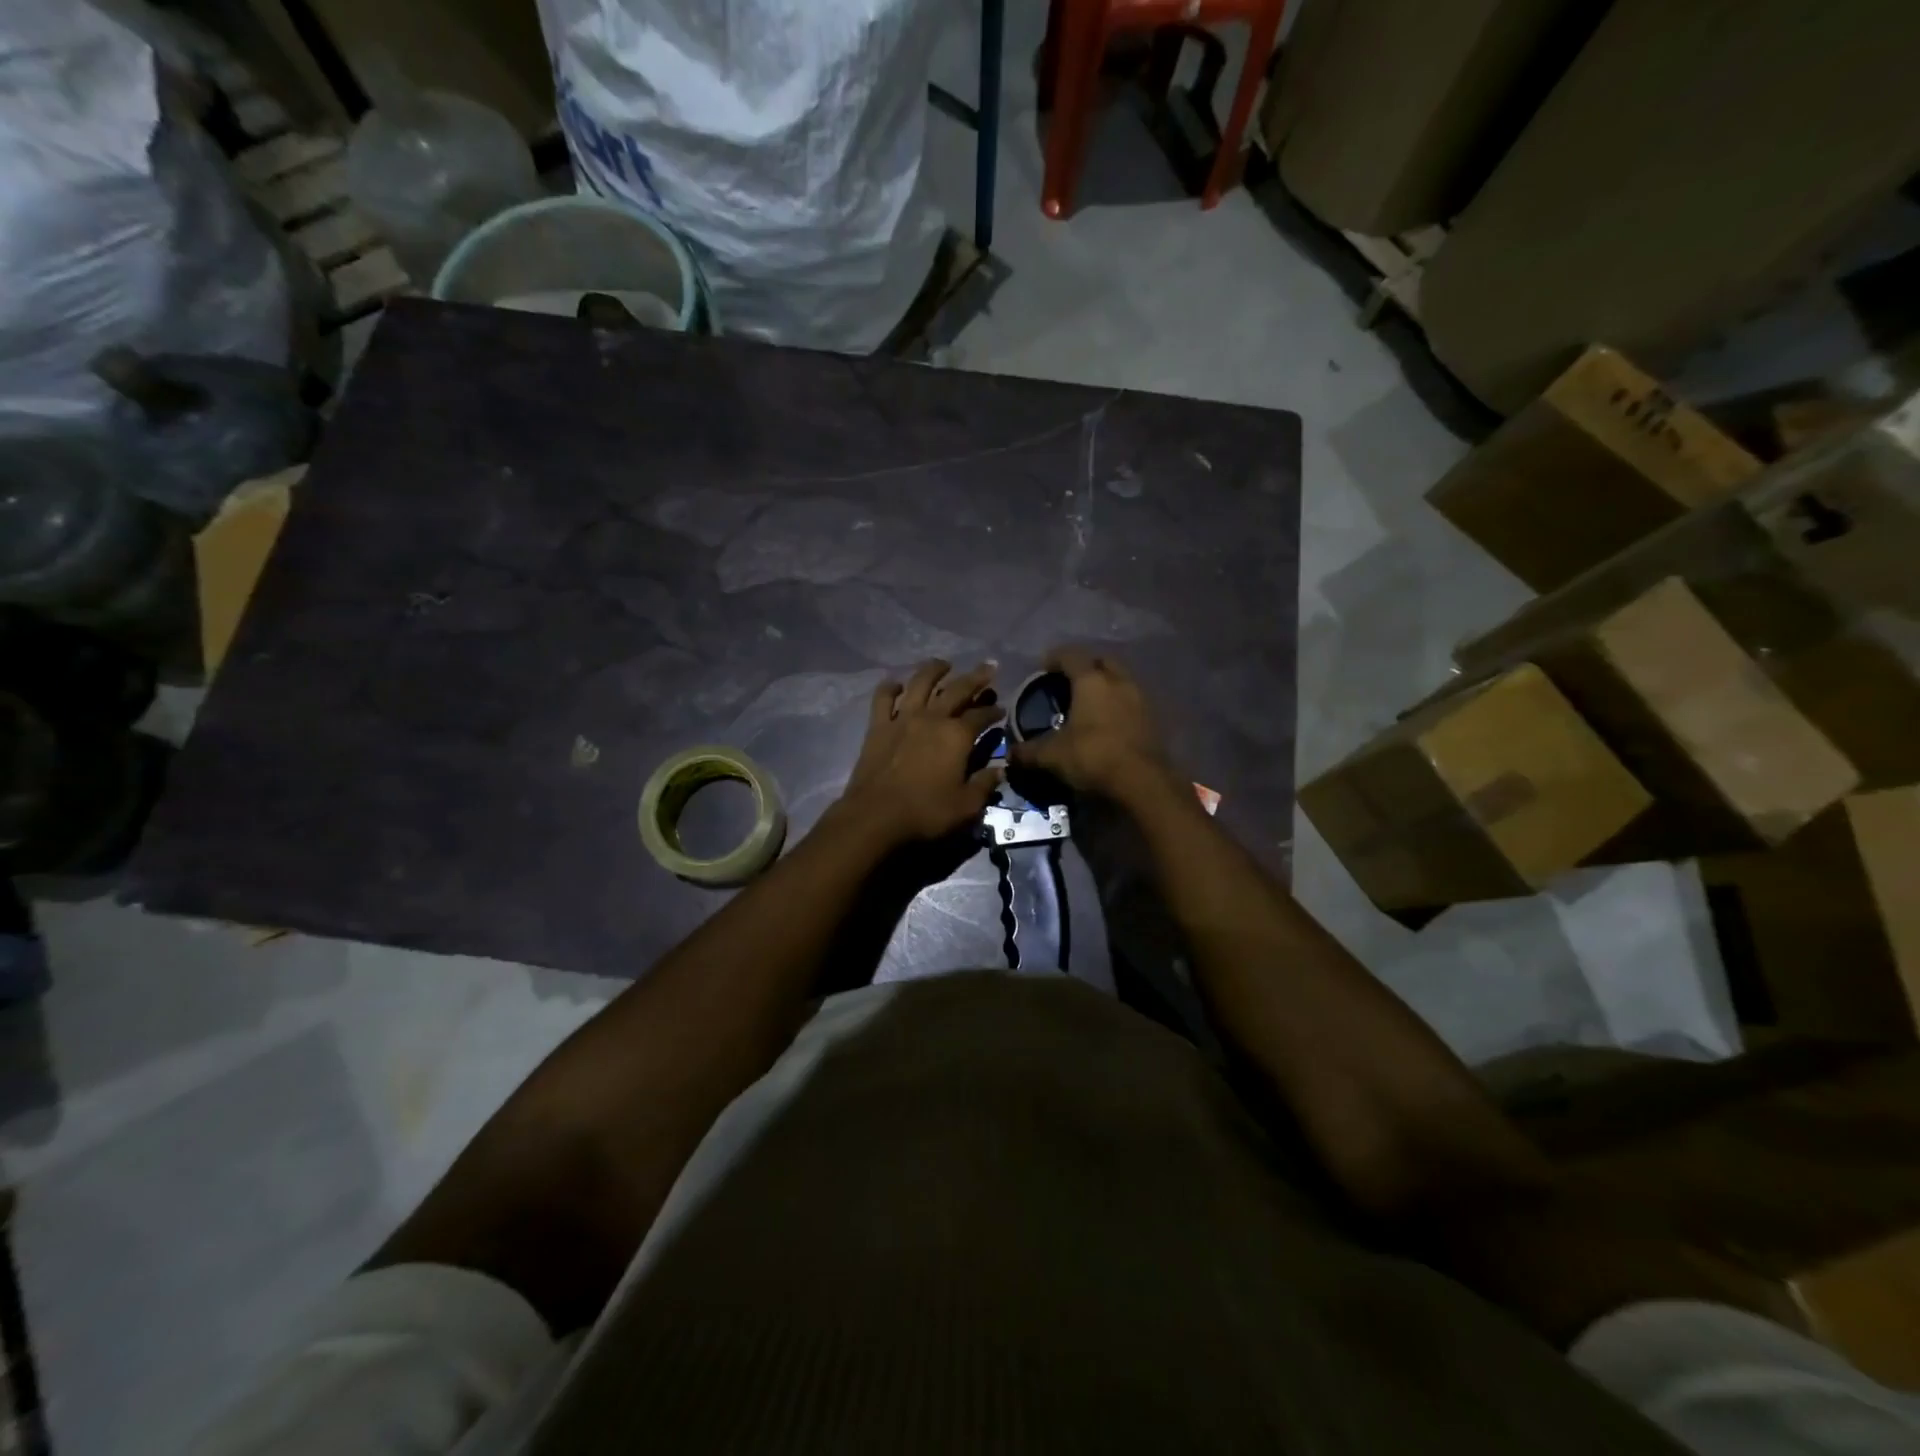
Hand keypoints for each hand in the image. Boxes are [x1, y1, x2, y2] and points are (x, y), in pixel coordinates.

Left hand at [838, 660, 1004, 846]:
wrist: (875, 816)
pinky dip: (890, 687)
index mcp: (957, 735)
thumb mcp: (966, 806)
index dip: (994, 711)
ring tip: (944, 664)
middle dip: (976, 678)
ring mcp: (902, 718)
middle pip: (957, 690)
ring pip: (920, 683)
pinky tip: (897, 684)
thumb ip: (985, 784)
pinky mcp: (878, 726)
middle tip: (989, 668)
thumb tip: (1000, 770)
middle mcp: (932, 718)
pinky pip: (883, 698)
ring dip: (934, 670)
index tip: (1002, 709)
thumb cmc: (926, 812)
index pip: (982, 716)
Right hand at [1008, 648, 1169, 796]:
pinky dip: (1118, 704)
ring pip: (1120, 679)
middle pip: (1101, 661)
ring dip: (1105, 684)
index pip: (1071, 655)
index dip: (1054, 658)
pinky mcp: (1153, 718)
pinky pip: (1131, 700)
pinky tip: (1108, 721)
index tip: (1043, 668)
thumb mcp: (1052, 756)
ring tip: (1089, 702)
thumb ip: (1028, 751)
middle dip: (1085, 666)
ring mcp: (1140, 698)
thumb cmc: (1093, 756)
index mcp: (1091, 681)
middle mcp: (1118, 681)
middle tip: (1069, 681)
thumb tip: (1010, 755)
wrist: (1142, 782)